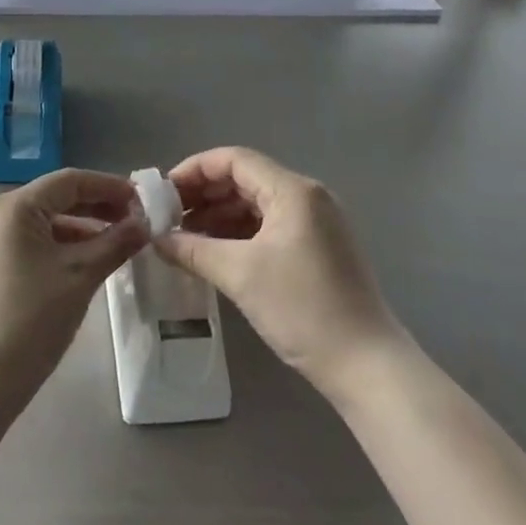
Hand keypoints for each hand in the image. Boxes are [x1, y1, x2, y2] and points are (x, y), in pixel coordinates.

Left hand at [0, 169, 147, 410]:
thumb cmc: (30, 321)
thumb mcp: (81, 276)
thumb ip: (116, 243)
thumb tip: (145, 223)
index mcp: (13, 207)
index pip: (70, 181)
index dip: (110, 186)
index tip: (143, 201)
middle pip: (54, 199)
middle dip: (97, 208)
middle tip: (135, 223)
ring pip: (42, 224)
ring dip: (80, 230)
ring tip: (115, 245)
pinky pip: (28, 245)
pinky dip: (58, 248)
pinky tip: (82, 266)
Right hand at [155, 148, 404, 395]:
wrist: (367, 365)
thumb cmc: (303, 309)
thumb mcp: (241, 275)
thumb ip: (194, 250)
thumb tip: (158, 239)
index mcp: (293, 190)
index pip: (235, 159)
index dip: (195, 170)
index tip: (163, 192)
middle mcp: (307, 197)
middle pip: (245, 179)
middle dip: (204, 194)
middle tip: (168, 217)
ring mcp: (315, 223)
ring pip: (256, 204)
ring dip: (219, 216)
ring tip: (183, 238)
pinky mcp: (317, 248)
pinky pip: (269, 226)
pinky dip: (239, 234)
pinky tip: (213, 253)